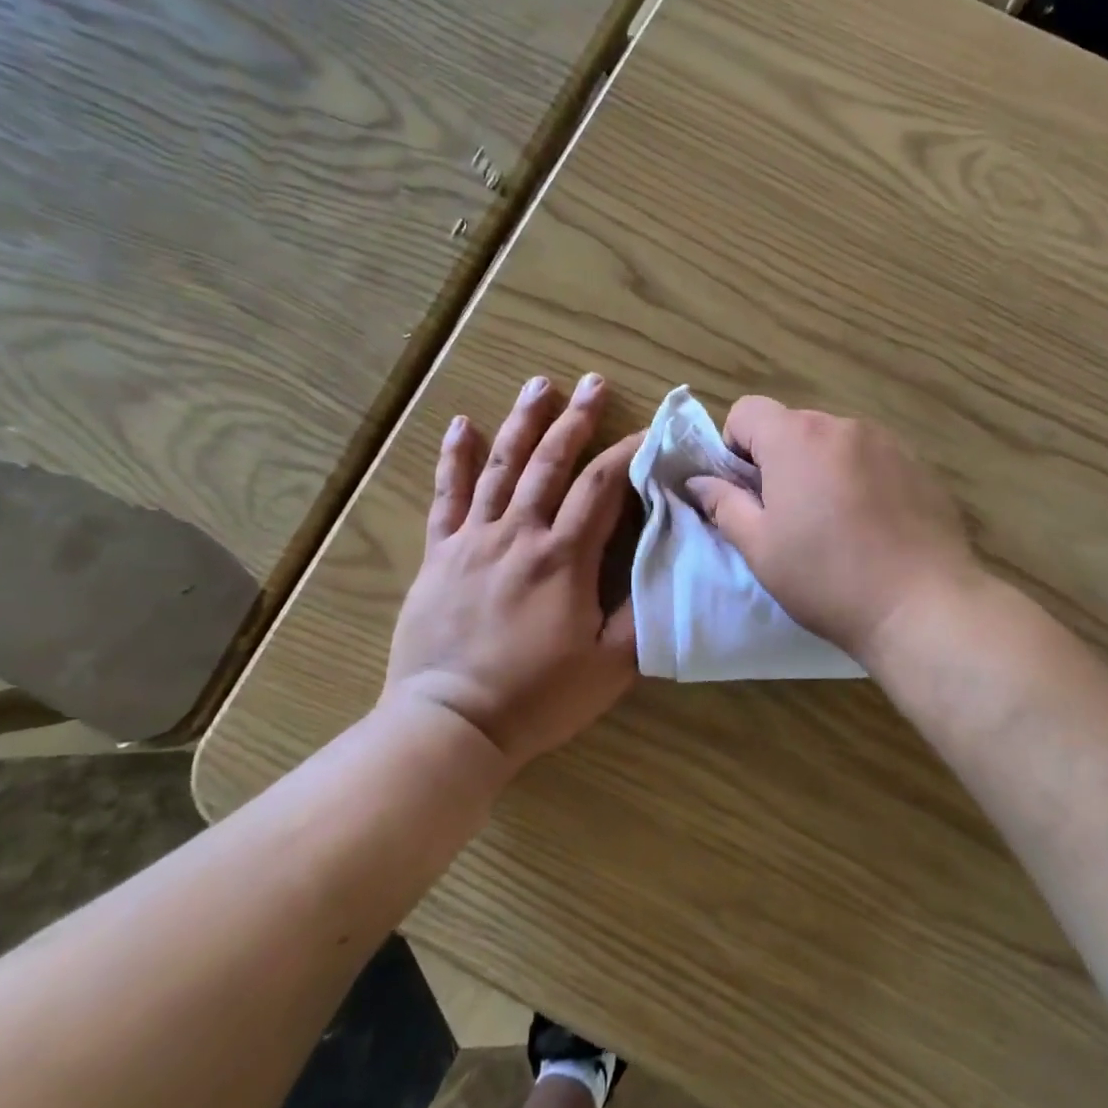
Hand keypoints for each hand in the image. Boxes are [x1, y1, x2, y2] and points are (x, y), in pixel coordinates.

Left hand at [385, 373, 638, 771]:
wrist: (449, 724)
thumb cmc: (537, 697)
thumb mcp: (611, 666)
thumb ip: (643, 612)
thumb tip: (668, 564)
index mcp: (563, 557)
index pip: (603, 486)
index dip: (629, 452)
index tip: (649, 430)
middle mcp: (519, 534)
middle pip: (552, 463)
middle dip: (577, 420)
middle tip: (594, 382)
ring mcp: (474, 539)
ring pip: (502, 466)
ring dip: (523, 422)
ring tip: (539, 384)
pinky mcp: (439, 554)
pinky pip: (447, 496)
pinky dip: (455, 458)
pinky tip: (461, 425)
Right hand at [687, 396, 980, 666]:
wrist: (923, 606)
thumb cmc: (827, 578)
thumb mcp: (760, 548)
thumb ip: (724, 505)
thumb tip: (699, 482)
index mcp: (797, 437)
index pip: (747, 411)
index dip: (735, 447)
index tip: (748, 492)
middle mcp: (842, 425)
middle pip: (793, 426)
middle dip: (780, 460)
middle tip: (788, 516)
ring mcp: (887, 442)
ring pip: (834, 443)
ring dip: (822, 468)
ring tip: (836, 523)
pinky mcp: (919, 465)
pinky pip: (872, 459)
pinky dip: (860, 479)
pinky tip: (873, 526)